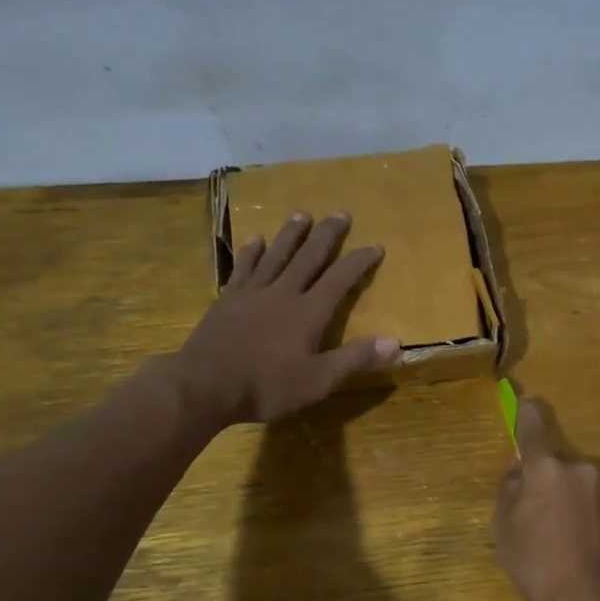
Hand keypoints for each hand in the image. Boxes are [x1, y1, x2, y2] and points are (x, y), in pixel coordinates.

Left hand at [168, 211, 399, 427]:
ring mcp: (252, 293)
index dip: (359, 261)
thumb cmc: (266, 387)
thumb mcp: (319, 381)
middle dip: (327, 235)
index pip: (340, 279)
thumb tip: (395, 341)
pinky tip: (256, 239)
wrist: (204, 385)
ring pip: (277, 255)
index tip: (375, 246)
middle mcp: (283, 293)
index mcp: (309, 312)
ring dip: (292, 234)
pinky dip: (251, 252)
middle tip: (341, 213)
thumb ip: (355, 359)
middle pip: (309, 257)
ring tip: (303, 214)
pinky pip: (243, 267)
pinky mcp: (227, 299)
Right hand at [493, 397, 599, 600]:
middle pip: (554, 465)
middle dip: (544, 482)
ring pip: (574, 485)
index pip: (532, 428)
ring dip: (564, 501)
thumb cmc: (539, 562)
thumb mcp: (504, 530)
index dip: (526, 413)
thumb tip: (517, 471)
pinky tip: (576, 546)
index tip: (525, 400)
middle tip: (532, 516)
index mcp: (546, 468)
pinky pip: (591, 504)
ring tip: (556, 539)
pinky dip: (582, 516)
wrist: (596, 598)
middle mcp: (579, 468)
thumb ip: (508, 492)